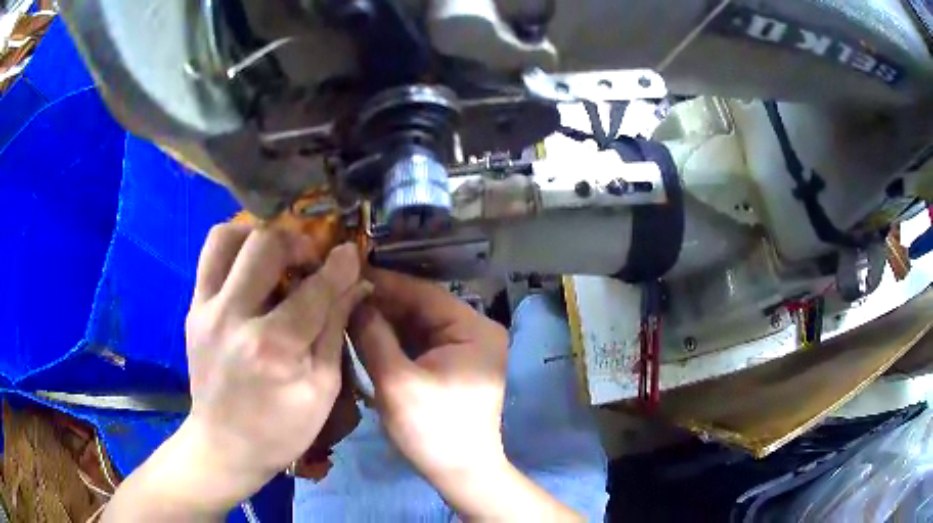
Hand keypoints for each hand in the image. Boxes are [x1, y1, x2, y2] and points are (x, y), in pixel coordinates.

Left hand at [104, 224, 369, 520]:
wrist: (224, 445)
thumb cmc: (280, 429)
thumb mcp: (321, 390)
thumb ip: (334, 331)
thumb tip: (355, 285)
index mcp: (273, 348)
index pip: (313, 289)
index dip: (338, 266)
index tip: (350, 254)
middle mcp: (233, 318)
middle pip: (265, 245)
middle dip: (296, 242)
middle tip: (309, 261)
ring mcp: (205, 310)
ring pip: (227, 237)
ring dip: (257, 235)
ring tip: (275, 256)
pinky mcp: (192, 310)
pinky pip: (210, 258)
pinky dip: (235, 251)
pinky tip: (251, 272)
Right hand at [350, 271, 578, 519]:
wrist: (460, 473)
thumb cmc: (432, 430)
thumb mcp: (396, 381)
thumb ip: (372, 335)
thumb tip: (352, 297)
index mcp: (473, 329)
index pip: (424, 293)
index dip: (384, 282)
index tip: (348, 271)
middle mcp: (474, 332)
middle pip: (421, 307)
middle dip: (382, 302)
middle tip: (341, 292)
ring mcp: (464, 349)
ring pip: (417, 324)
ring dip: (385, 319)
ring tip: (346, 308)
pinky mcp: (451, 366)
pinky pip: (419, 343)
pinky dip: (393, 338)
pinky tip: (363, 332)